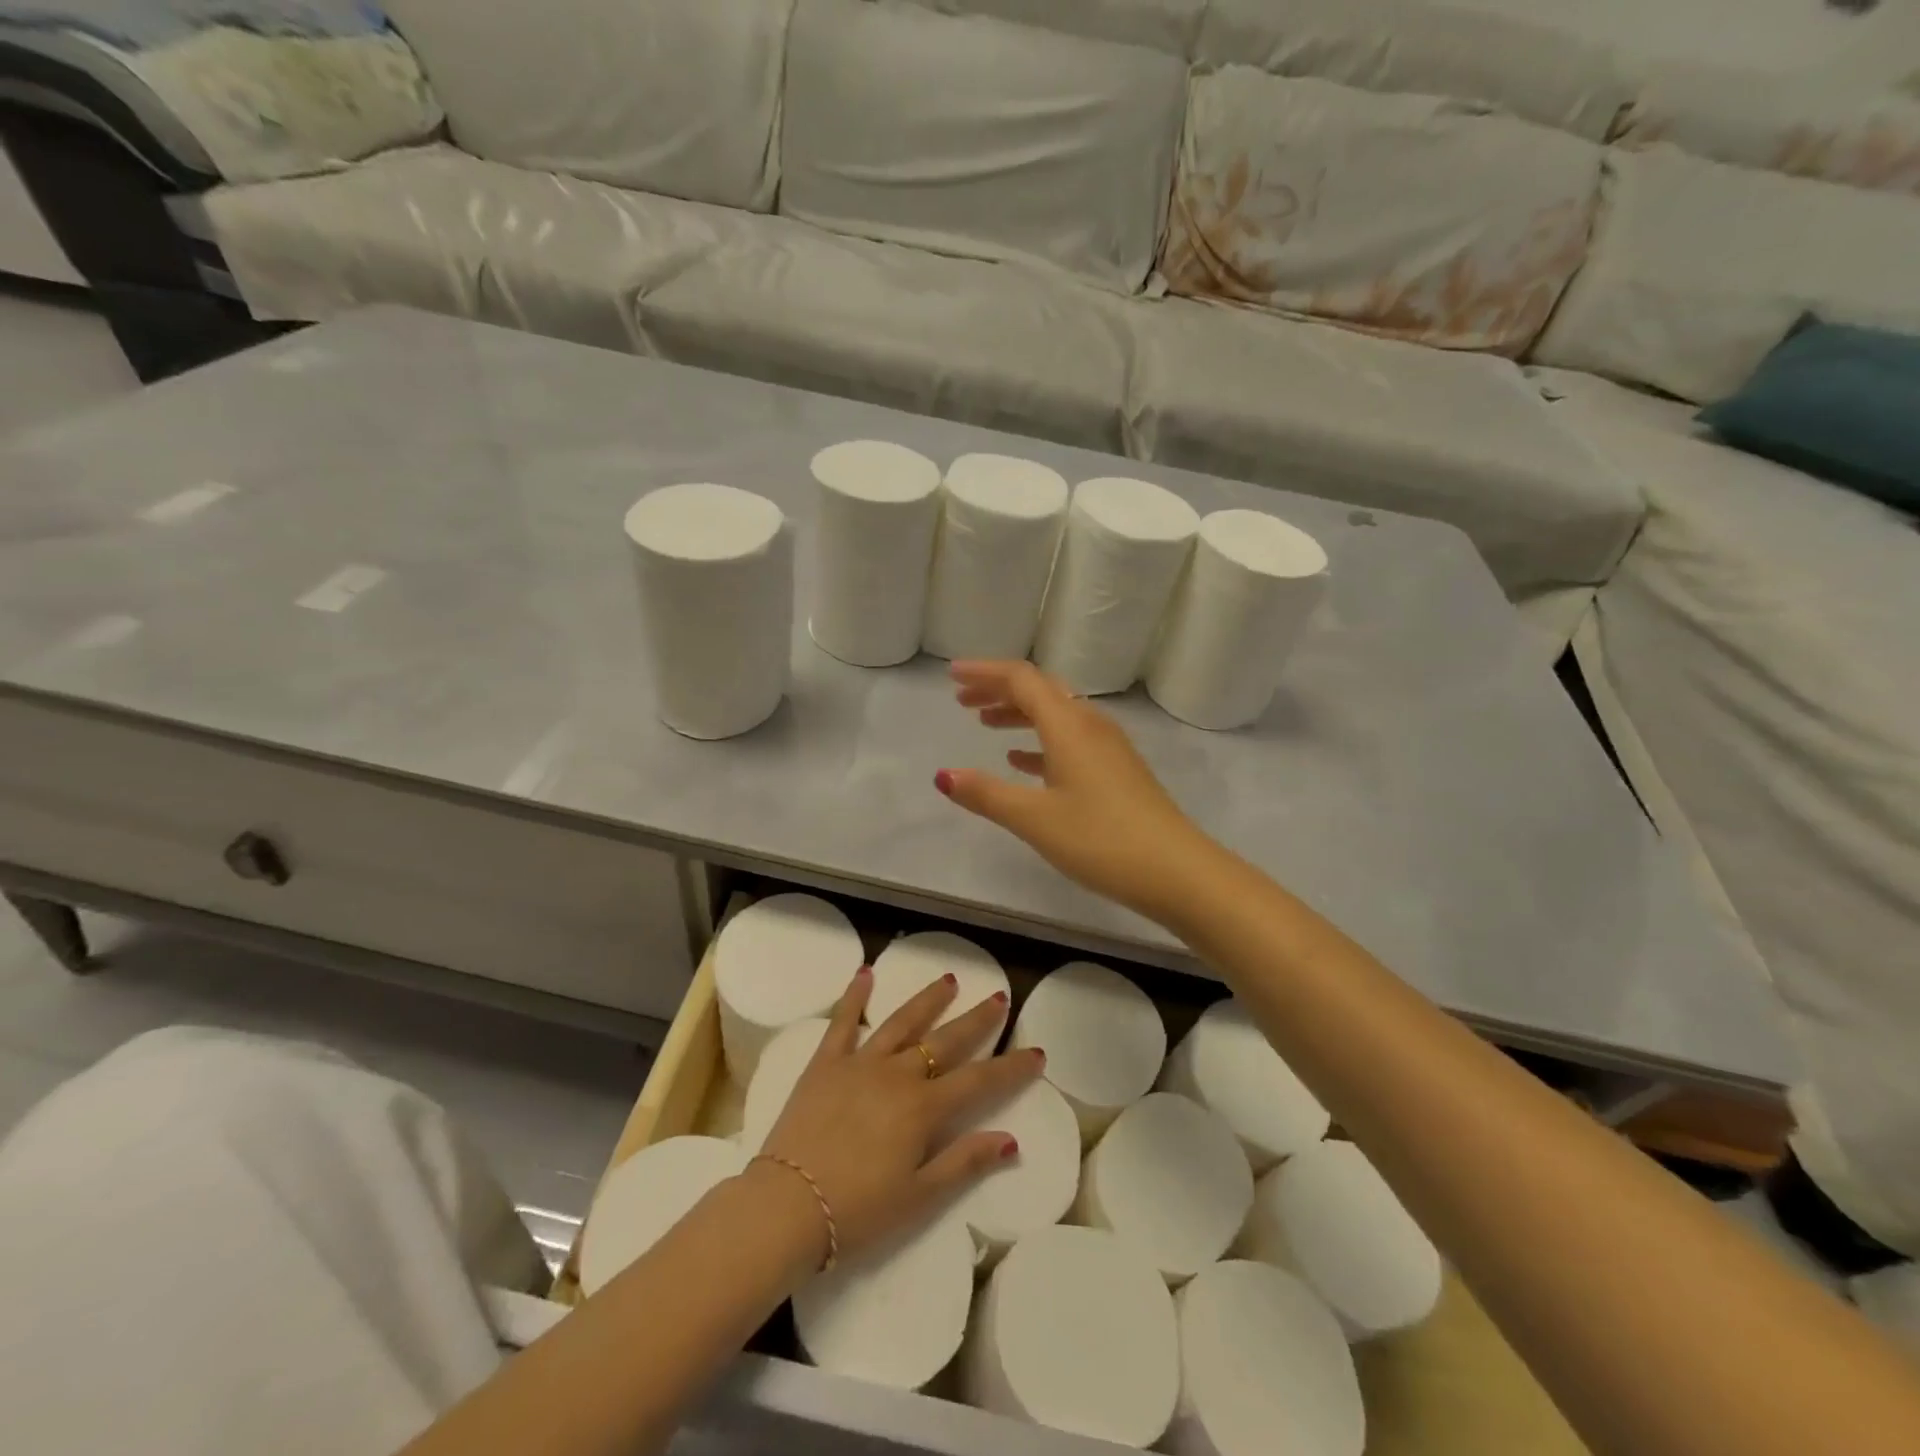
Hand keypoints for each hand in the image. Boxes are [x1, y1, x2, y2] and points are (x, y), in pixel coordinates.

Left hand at [759, 968, 1039, 1266]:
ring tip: (948, 979)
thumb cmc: (856, 1212)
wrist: (786, 1206)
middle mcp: (897, 1074)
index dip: (1010, 1068)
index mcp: (923, 1108)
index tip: (1035, 1051)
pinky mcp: (825, 1063)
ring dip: (927, 1000)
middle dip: (976, 1019)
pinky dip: (855, 996)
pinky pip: (843, 1021)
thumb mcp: (918, 1197)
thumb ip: (965, 1162)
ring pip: (902, 1022)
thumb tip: (1011, 1139)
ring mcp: (859, 1063)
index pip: (978, 1081)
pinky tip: (865, 973)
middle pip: (945, 1041)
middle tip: (998, 997)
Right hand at [935, 660, 1219, 924]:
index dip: (984, 672)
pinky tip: (1022, 762)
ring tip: (985, 724)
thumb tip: (944, 775)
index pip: (1021, 679)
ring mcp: (1108, 747)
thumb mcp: (1035, 818)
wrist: (1177, 871)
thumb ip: (986, 794)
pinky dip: (1040, 742)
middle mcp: (1090, 724)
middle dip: (999, 690)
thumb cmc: (1101, 839)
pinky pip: (1071, 741)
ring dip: (1019, 713)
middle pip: (1040, 690)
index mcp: (1068, 725)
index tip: (951, 674)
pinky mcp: (1117, 770)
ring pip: (1056, 715)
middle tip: (963, 700)